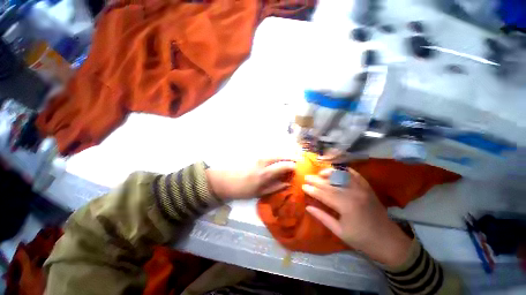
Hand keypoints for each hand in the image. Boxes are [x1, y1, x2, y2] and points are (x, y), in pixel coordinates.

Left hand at [206, 159, 295, 199]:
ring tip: (292, 159)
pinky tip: (281, 159)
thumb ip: (274, 187)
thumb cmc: (241, 189)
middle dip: (292, 156)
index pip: (284, 165)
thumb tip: (287, 184)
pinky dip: (278, 156)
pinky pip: (270, 154)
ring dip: (285, 155)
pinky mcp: (255, 156)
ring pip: (276, 153)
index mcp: (265, 173)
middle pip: (281, 155)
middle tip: (300, 159)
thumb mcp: (259, 193)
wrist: (224, 180)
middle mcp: (263, 161)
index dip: (294, 165)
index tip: (300, 168)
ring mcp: (259, 157)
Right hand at [303, 168, 411, 266]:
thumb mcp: (339, 232)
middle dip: (316, 180)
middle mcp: (353, 193)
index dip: (312, 190)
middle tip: (306, 177)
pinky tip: (337, 170)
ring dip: (328, 173)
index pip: (323, 194)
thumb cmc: (362, 240)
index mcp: (346, 206)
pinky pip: (354, 174)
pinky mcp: (367, 187)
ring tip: (319, 173)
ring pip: (341, 175)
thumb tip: (308, 207)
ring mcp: (362, 188)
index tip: (303, 186)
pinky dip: (344, 171)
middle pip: (330, 183)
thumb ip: (322, 217)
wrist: (389, 241)